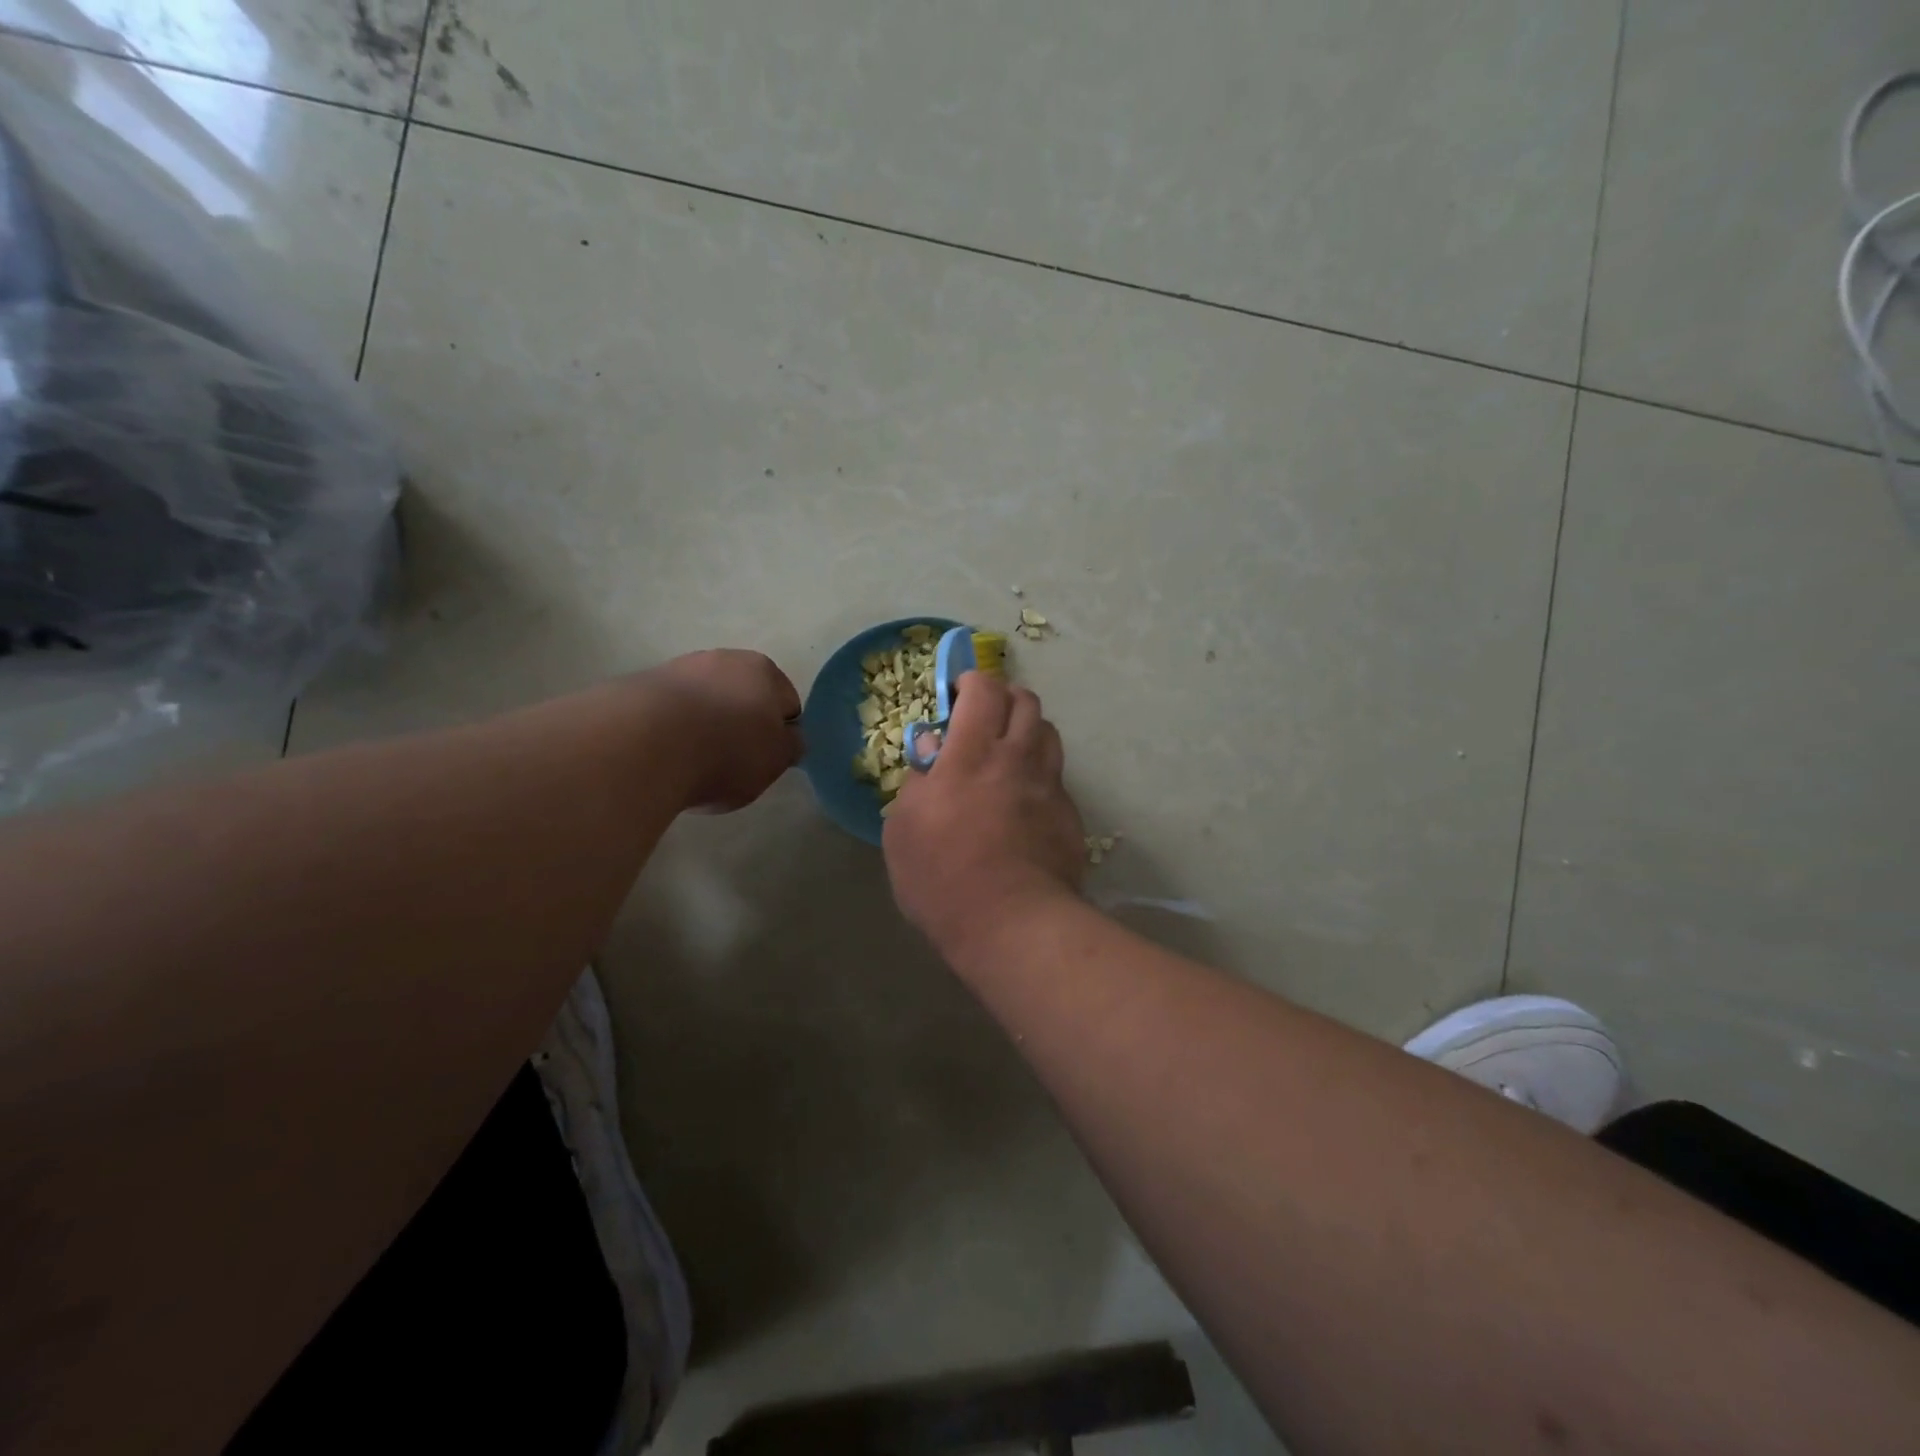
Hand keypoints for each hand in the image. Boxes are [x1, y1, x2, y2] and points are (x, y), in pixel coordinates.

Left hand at [646, 649, 802, 811]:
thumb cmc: (727, 751)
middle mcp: (722, 658)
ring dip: (703, 726)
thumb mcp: (776, 760)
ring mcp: (677, 668)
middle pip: (742, 697)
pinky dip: (671, 731)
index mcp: (764, 670)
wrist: (644, 744)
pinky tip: (664, 757)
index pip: (786, 703)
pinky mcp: (639, 686)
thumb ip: (789, 747)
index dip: (780, 734)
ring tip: (693, 764)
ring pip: (703, 702)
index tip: (767, 760)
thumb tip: (789, 738)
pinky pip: (668, 713)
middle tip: (732, 763)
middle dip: (740, 725)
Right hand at [883, 672, 1085, 959]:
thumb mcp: (903, 828)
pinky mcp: (1069, 814)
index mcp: (972, 753)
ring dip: (1026, 730)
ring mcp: (1049, 785)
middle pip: (1025, 701)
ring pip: (1048, 732)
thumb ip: (916, 781)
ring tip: (1007, 753)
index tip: (957, 694)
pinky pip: (1056, 775)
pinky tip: (1024, 799)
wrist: (1012, 923)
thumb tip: (932, 751)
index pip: (985, 690)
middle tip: (982, 718)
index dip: (972, 682)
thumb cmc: (943, 876)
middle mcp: (1017, 757)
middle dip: (1004, 697)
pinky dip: (1039, 772)